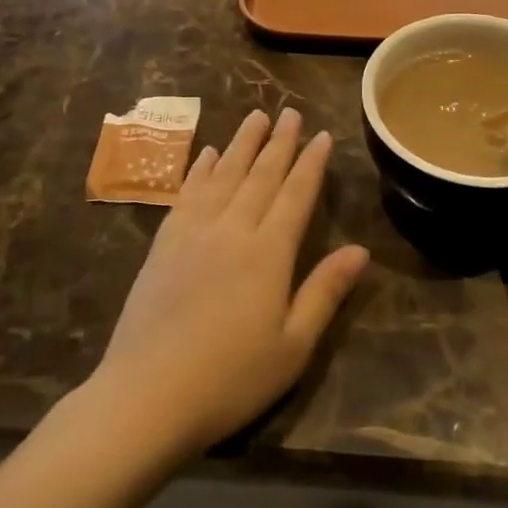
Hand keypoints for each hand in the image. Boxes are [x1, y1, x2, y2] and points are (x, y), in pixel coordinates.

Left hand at [92, 109, 368, 457]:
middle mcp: (231, 230)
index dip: (311, 164)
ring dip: (241, 144)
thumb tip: (361, 250)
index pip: (295, 195)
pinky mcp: (163, 245)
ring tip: (255, 116)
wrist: (146, 395)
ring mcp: (192, 234)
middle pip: (260, 176)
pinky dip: (201, 170)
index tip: (322, 135)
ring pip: (223, 176)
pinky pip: (187, 194)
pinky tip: (207, 154)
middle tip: (290, 112)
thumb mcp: (292, 346)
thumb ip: (324, 292)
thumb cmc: (230, 379)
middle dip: (278, 142)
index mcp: (268, 253)